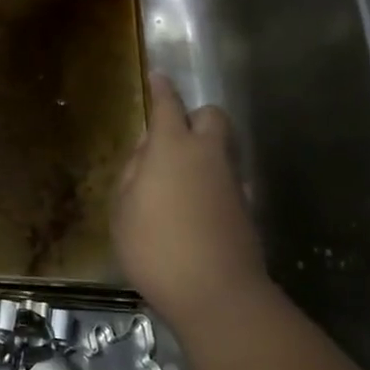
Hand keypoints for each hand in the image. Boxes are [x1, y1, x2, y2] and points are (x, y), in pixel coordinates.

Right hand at [112, 74, 270, 322]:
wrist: (216, 292)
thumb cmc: (155, 247)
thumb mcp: (123, 210)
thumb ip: (132, 174)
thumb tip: (146, 155)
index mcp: (172, 147)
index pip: (168, 105)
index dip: (162, 89)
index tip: (158, 77)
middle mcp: (207, 155)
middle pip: (211, 117)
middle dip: (195, 117)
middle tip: (173, 137)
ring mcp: (232, 181)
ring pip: (223, 148)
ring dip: (205, 151)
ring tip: (180, 179)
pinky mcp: (246, 208)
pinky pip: (228, 180)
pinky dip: (214, 183)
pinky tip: (197, 208)